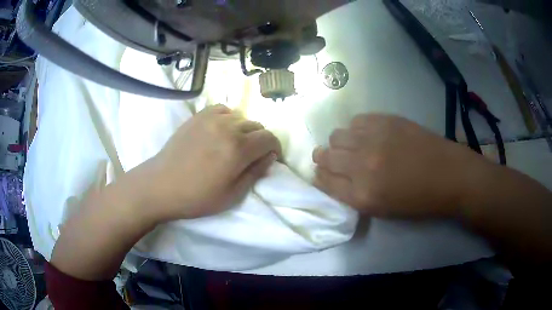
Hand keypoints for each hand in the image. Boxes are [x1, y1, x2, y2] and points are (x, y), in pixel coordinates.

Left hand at [140, 105, 280, 220]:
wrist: (161, 186)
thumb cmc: (197, 197)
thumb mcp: (232, 195)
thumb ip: (255, 172)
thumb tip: (269, 156)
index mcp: (238, 149)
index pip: (269, 138)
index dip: (275, 148)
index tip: (270, 158)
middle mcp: (228, 127)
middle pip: (256, 126)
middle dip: (259, 141)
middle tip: (250, 156)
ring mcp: (210, 119)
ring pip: (240, 117)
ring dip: (243, 130)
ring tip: (232, 145)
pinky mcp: (197, 116)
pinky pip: (222, 110)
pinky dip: (227, 119)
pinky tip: (220, 131)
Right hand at [312, 114, 485, 218]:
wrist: (448, 175)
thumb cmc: (417, 200)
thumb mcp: (382, 210)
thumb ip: (353, 195)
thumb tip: (334, 178)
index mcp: (362, 195)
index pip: (323, 181)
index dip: (320, 177)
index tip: (323, 174)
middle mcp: (362, 165)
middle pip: (325, 156)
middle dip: (324, 159)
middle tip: (333, 159)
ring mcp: (374, 139)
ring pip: (337, 135)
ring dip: (340, 143)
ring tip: (353, 146)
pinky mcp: (386, 120)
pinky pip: (356, 120)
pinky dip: (357, 129)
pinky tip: (368, 135)